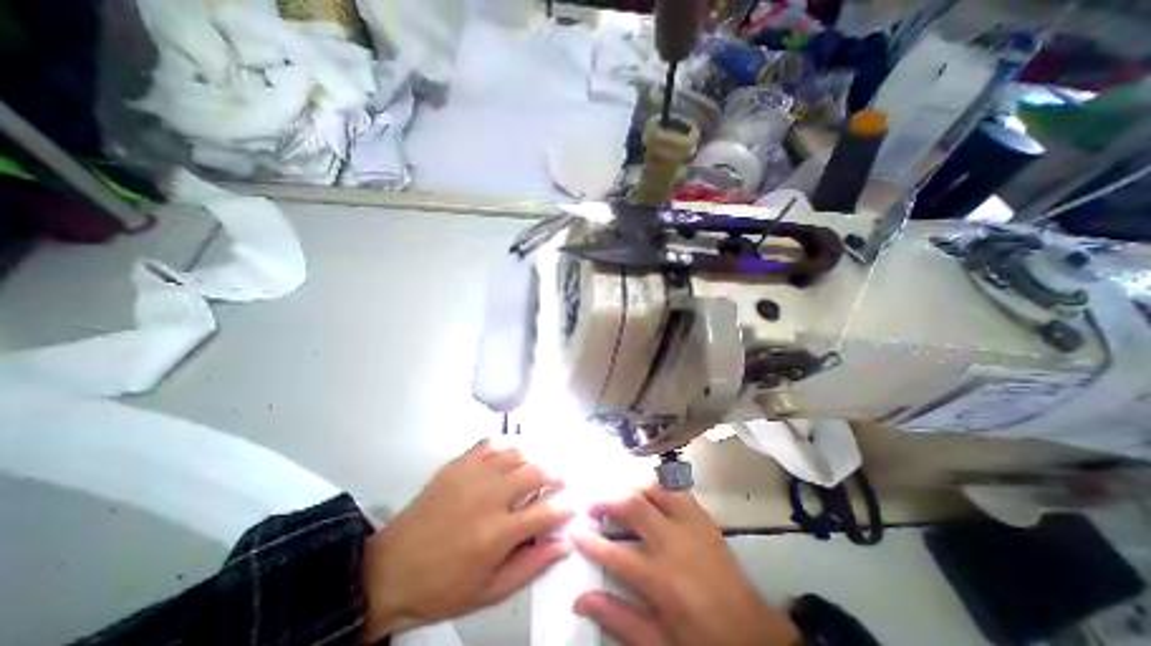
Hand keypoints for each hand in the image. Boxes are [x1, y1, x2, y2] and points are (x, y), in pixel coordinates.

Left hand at [362, 439, 572, 641]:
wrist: (390, 570)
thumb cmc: (442, 587)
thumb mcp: (490, 591)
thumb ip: (531, 566)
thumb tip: (563, 544)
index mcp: (498, 534)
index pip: (546, 511)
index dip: (565, 506)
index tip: (573, 503)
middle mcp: (489, 498)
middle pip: (535, 472)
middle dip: (555, 474)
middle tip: (559, 479)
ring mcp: (472, 476)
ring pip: (516, 453)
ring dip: (533, 458)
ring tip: (536, 467)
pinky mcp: (457, 465)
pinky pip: (489, 444)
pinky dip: (505, 446)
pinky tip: (508, 456)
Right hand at [571, 484, 797, 645]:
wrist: (754, 635)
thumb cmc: (703, 641)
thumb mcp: (659, 642)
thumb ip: (619, 619)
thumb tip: (580, 600)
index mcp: (663, 580)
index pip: (616, 555)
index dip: (590, 542)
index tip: (574, 532)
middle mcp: (675, 543)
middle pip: (634, 505)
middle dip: (606, 500)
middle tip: (592, 505)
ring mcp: (692, 525)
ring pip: (656, 487)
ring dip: (632, 486)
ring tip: (617, 494)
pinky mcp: (703, 518)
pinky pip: (676, 489)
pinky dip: (657, 484)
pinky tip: (647, 491)